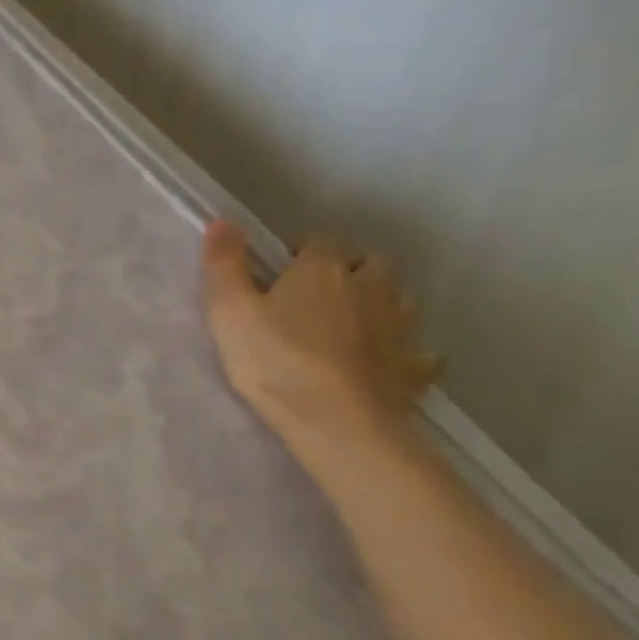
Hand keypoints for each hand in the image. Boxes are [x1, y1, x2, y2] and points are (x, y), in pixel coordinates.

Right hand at [202, 220, 438, 476]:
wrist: (335, 420)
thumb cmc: (274, 360)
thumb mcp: (230, 311)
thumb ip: (224, 264)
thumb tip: (222, 220)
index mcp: (323, 269)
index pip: (316, 243)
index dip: (296, 257)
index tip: (276, 279)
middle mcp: (371, 285)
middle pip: (368, 265)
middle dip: (348, 274)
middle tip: (316, 300)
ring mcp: (399, 326)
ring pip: (396, 300)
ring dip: (378, 305)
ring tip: (350, 328)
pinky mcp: (414, 366)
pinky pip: (416, 352)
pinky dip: (403, 353)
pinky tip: (385, 364)